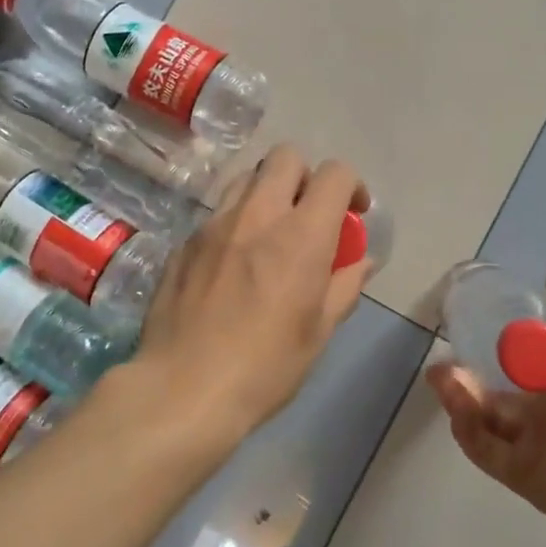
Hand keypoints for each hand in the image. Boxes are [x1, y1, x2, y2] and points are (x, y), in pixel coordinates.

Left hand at [127, 144, 370, 446]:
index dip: (351, 185)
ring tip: (269, 233)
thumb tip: (362, 260)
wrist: (183, 389)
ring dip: (267, 192)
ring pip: (247, 177)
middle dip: (305, 176)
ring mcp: (214, 224)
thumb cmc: (265, 367)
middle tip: (308, 215)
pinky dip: (235, 223)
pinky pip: (217, 213)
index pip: (334, 174)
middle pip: (286, 156)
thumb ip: (345, 285)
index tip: (353, 213)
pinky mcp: (184, 241)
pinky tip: (232, 264)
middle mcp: (257, 214)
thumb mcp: (319, 331)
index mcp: (301, 235)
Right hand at [427, 273, 545, 546]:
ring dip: (460, 400)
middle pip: (494, 397)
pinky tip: (458, 406)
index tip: (468, 333)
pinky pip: (484, 451)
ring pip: (484, 421)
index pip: (521, 367)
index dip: (494, 353)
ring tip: (442, 378)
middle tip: (441, 366)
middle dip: (464, 380)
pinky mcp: (520, 475)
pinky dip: (467, 430)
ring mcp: (532, 446)